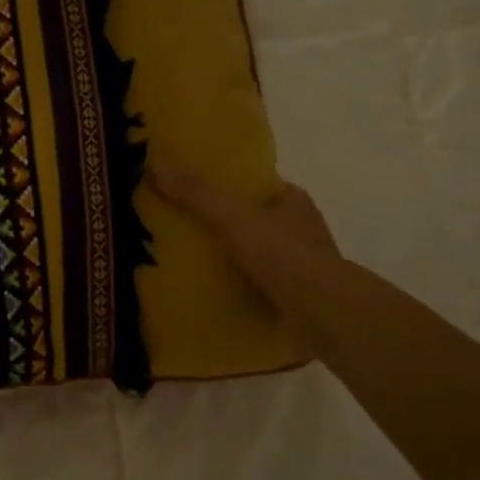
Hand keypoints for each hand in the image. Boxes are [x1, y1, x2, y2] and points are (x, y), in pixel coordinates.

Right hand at [147, 160, 343, 358]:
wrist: (325, 316)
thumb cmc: (285, 255)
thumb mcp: (234, 216)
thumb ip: (196, 193)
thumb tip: (153, 163)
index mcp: (293, 201)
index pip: (254, 187)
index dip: (225, 187)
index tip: (190, 192)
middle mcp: (299, 229)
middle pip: (251, 220)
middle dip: (222, 224)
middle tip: (179, 228)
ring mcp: (299, 266)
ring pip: (254, 254)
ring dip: (228, 258)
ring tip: (186, 261)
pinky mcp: (294, 298)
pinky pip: (257, 285)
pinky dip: (236, 286)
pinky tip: (209, 291)